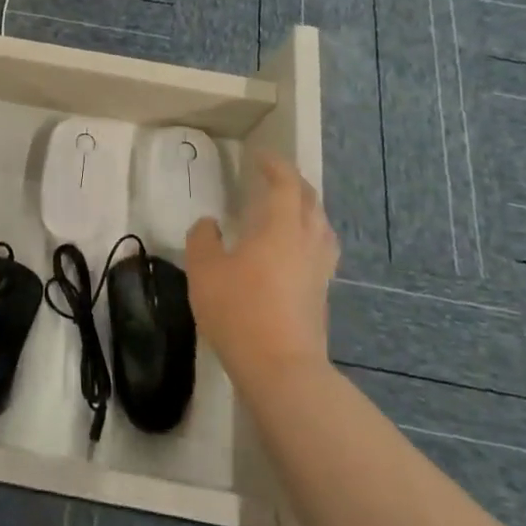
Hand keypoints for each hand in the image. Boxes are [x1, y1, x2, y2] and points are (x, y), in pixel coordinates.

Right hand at [186, 152, 337, 387]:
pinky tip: (292, 249)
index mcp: (281, 228)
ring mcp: (319, 270)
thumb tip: (209, 224)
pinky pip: (320, 249)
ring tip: (288, 209)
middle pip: (310, 201)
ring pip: (321, 226)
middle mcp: (307, 242)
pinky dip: (308, 235)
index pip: (286, 184)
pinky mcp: (322, 294)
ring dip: (306, 209)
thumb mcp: (205, 270)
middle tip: (273, 176)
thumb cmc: (239, 311)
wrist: (281, 368)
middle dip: (293, 183)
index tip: (260, 156)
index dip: (275, 166)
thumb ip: (203, 239)